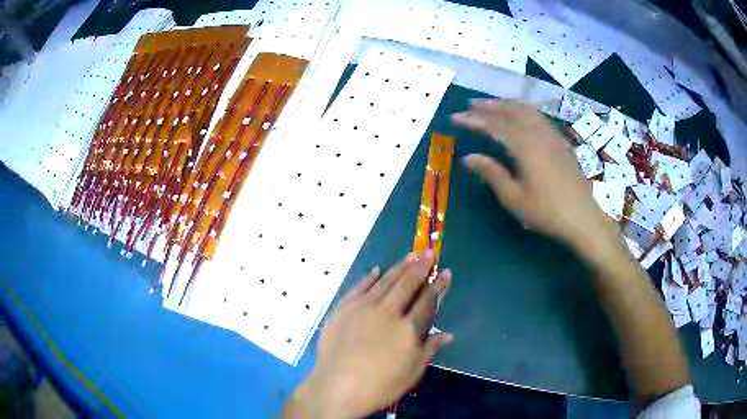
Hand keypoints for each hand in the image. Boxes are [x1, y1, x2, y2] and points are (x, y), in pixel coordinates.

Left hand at [284, 251, 452, 418]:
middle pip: (407, 284)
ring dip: (398, 267)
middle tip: (428, 252)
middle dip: (420, 267)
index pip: (427, 301)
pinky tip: (376, 270)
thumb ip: (429, 350)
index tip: (445, 272)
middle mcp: (387, 312)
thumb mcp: (411, 373)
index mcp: (407, 329)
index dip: (438, 286)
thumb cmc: (379, 386)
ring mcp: (362, 308)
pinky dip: (368, 277)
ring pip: (384, 281)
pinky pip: (358, 288)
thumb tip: (447, 334)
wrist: (336, 387)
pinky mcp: (342, 309)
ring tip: (409, 255)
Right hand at [452, 99, 610, 247]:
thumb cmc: (547, 212)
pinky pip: (540, 117)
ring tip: (493, 104)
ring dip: (508, 104)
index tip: (455, 117)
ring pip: (528, 111)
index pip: (495, 126)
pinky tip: (522, 116)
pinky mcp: (562, 142)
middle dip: (490, 106)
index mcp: (526, 147)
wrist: (582, 218)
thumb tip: (469, 158)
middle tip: (471, 105)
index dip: (474, 120)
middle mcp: (539, 134)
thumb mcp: (515, 198)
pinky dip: (525, 111)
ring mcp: (553, 136)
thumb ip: (492, 174)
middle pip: (512, 111)